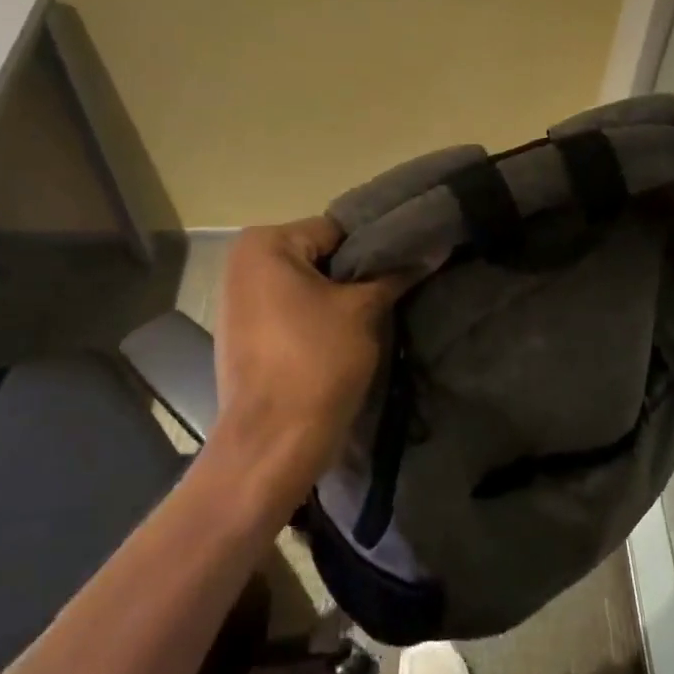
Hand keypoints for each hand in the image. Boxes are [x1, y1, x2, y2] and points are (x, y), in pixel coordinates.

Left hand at [211, 217, 405, 505]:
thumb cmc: (316, 362)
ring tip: (381, 312)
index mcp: (264, 244)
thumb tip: (434, 248)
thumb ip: (396, 273)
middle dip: (359, 274)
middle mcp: (243, 263)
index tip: (411, 262)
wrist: (272, 444)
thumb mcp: (364, 310)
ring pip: (309, 287)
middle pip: (321, 257)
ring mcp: (238, 301)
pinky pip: (292, 313)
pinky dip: (320, 319)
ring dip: (341, 298)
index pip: (338, 230)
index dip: (378, 247)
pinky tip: (349, 337)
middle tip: (399, 289)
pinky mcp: (244, 336)